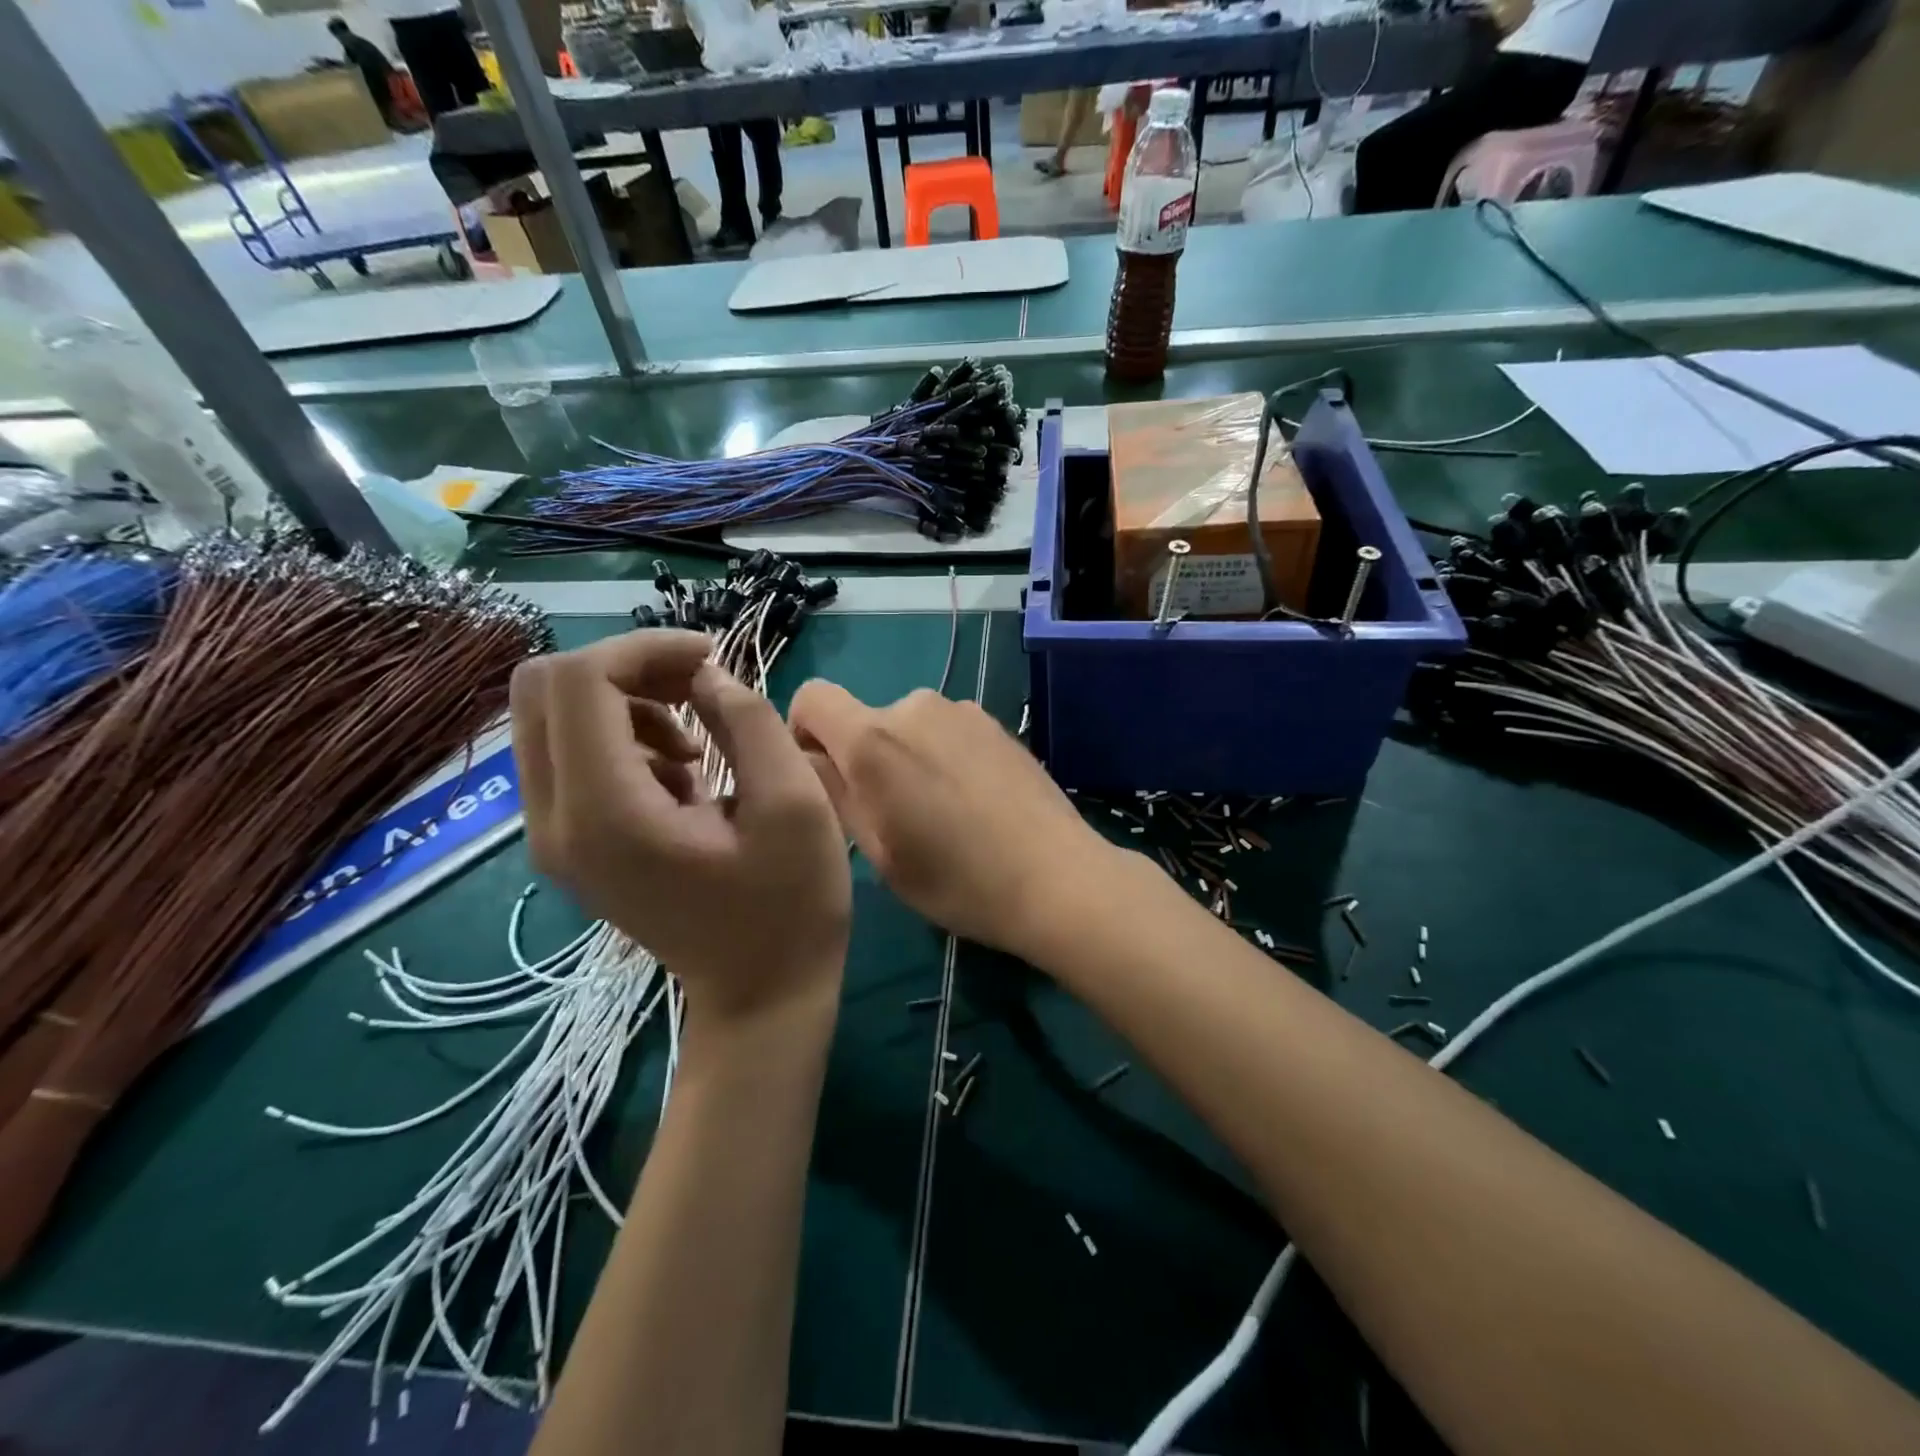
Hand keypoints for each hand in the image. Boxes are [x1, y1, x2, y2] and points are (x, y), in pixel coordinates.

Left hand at [511, 630, 850, 1020]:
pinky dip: (620, 738)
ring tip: (696, 740)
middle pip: (541, 689)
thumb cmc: (790, 904)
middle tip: (697, 684)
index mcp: (607, 812)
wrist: (761, 994)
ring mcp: (551, 838)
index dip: (644, 648)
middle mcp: (554, 821)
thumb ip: (748, 720)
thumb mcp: (793, 803)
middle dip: (624, 667)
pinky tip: (681, 774)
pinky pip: (566, 755)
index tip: (711, 657)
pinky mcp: (567, 845)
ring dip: (624, 702)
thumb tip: (705, 675)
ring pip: (549, 718)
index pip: (580, 682)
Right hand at [787, 683, 1113, 959]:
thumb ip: (834, 793)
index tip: (826, 779)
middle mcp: (914, 706)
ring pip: (907, 726)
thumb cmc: (956, 880)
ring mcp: (961, 710)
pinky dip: (943, 755)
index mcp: (873, 738)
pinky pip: (947, 730)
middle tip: (893, 815)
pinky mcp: (996, 722)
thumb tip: (809, 759)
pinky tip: (973, 801)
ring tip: (940, 813)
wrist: (1056, 877)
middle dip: (863, 757)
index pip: (811, 697)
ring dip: (906, 757)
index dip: (804, 732)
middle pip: (863, 718)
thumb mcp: (878, 852)